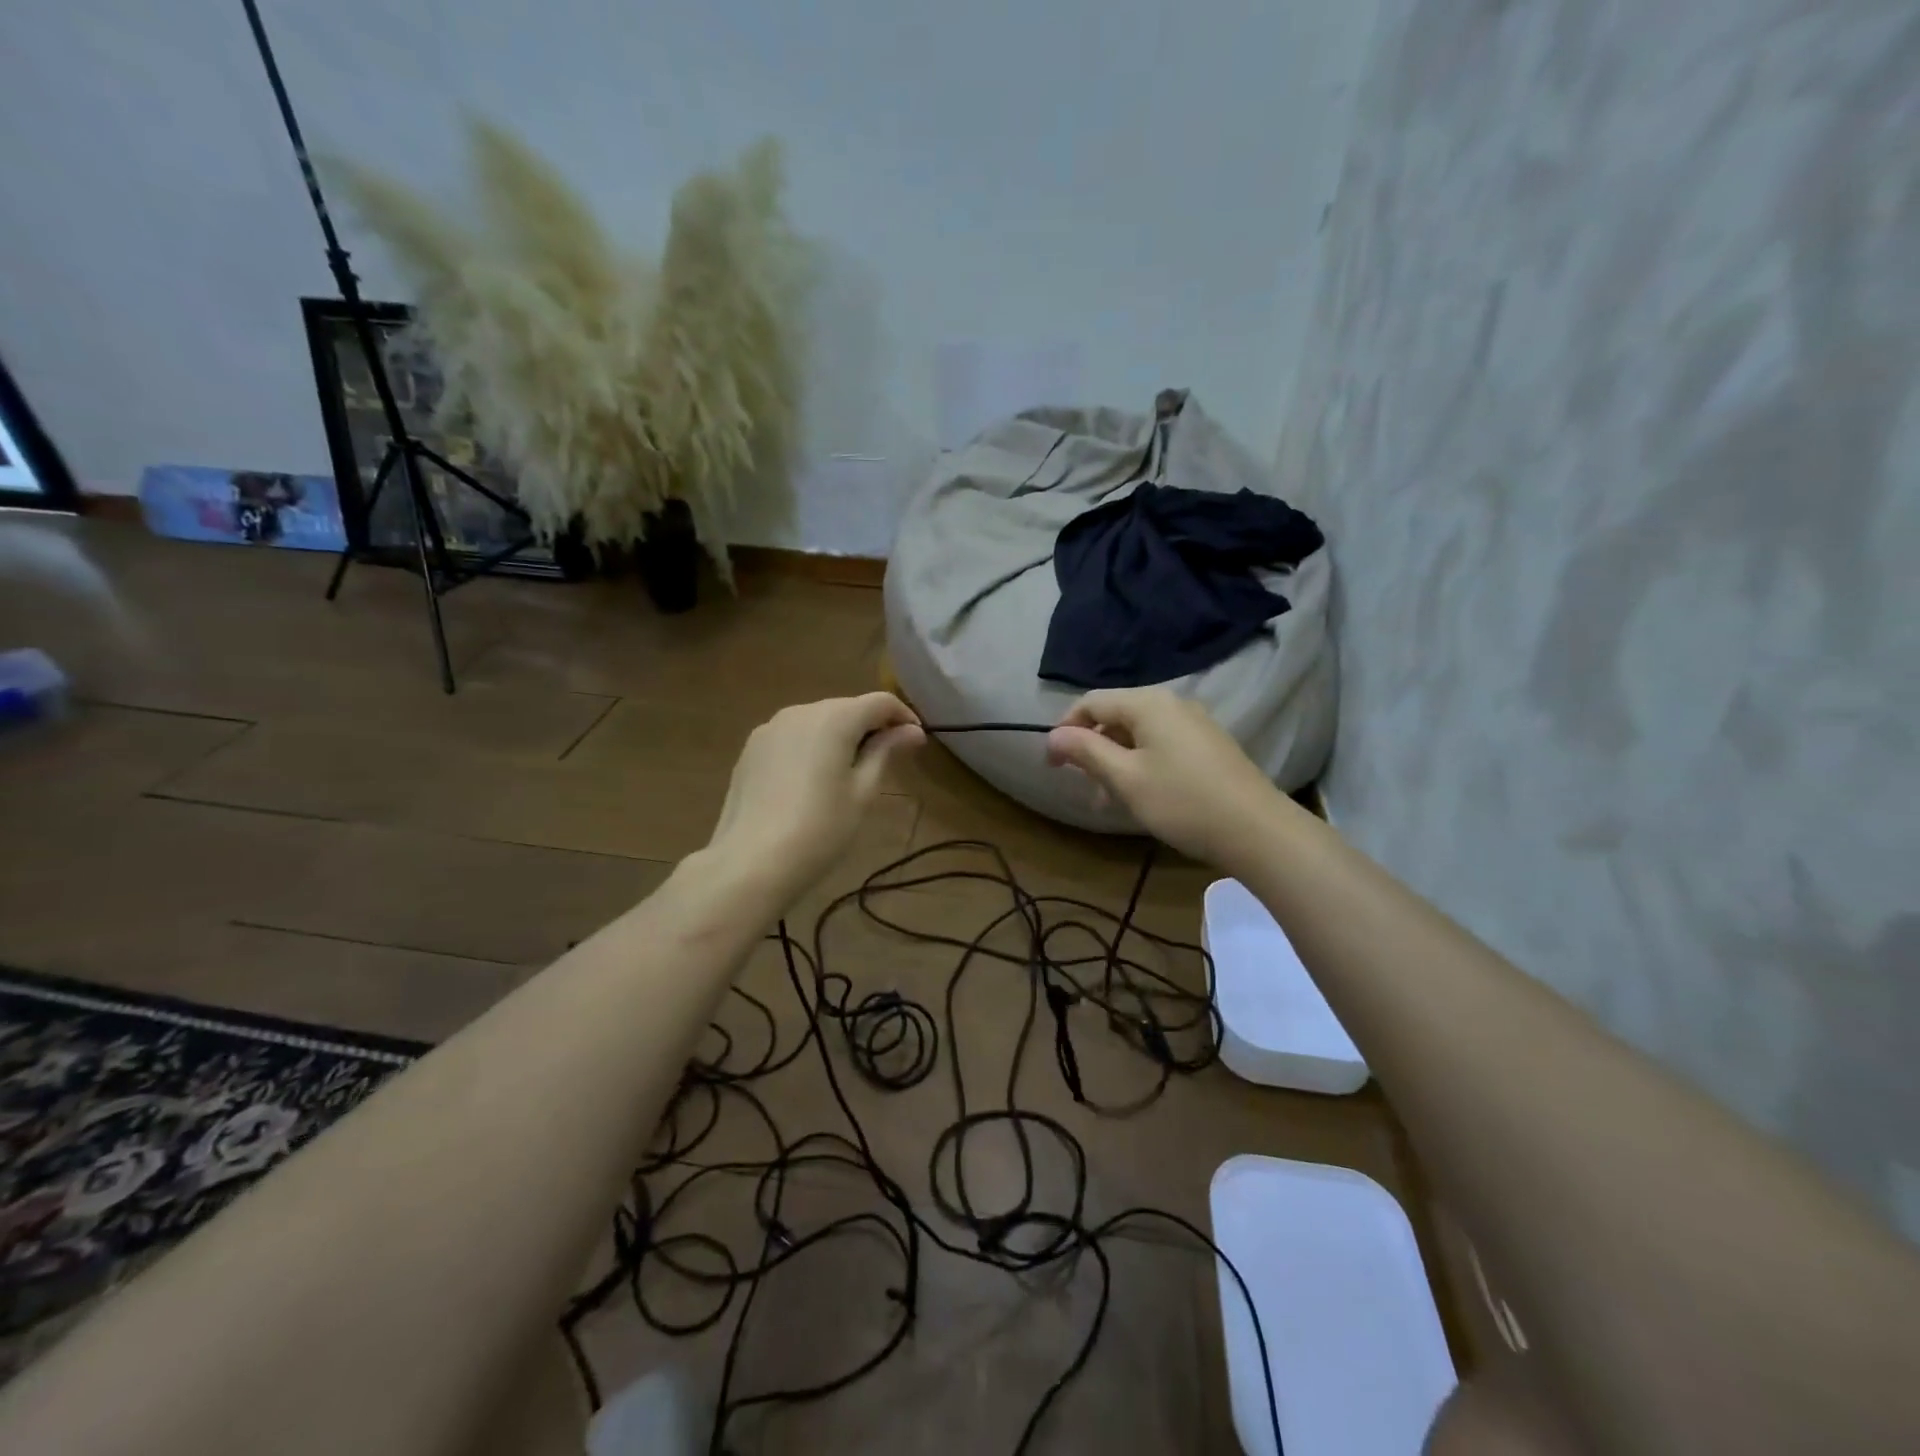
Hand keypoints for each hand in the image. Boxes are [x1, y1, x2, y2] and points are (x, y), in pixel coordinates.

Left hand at [704, 693, 925, 904]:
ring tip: (850, 772)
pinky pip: (792, 738)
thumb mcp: (863, 792)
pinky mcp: (750, 750)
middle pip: (846, 708)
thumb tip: (912, 731)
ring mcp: (770, 729)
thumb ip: (886, 752)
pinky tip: (813, 781)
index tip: (916, 742)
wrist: (750, 862)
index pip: (879, 702)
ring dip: (840, 736)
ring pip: (817, 722)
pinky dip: (812, 748)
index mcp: (833, 718)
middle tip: (888, 760)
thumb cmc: (820, 829)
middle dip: (871, 727)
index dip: (903, 716)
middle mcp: (800, 711)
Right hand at [1046, 688, 1287, 866]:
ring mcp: (1194, 724)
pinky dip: (1140, 765)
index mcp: (1148, 703)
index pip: (1091, 703)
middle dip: (1092, 750)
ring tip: (1109, 802)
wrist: (1257, 830)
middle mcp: (1171, 703)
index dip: (1065, 730)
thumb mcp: (1125, 778)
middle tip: (1084, 787)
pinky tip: (1142, 797)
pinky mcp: (1208, 745)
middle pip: (1115, 717)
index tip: (1052, 765)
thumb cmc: (1182, 801)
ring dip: (1115, 763)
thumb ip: (1086, 752)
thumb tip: (1053, 735)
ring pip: (1138, 735)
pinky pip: (1160, 745)